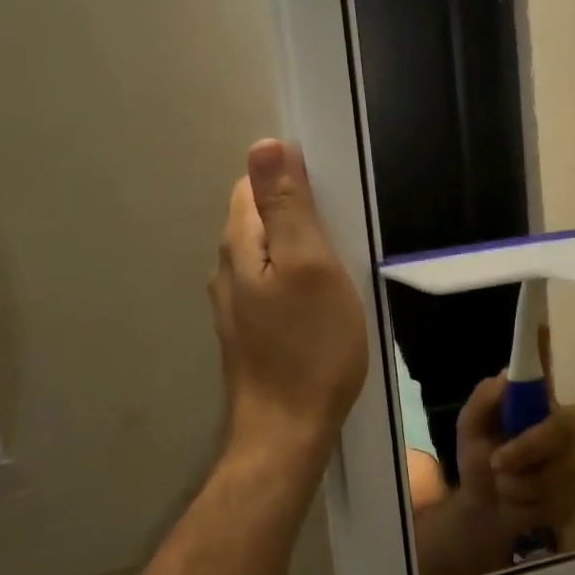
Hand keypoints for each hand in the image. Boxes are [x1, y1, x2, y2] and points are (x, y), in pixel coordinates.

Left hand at [211, 139, 367, 459]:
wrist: (287, 430)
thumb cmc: (310, 346)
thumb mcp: (311, 266)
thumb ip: (288, 206)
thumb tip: (264, 144)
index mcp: (240, 244)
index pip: (254, 185)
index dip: (292, 181)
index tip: (335, 201)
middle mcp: (227, 269)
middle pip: (261, 220)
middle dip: (299, 216)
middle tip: (346, 237)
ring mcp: (236, 305)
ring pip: (269, 256)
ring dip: (301, 251)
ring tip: (341, 268)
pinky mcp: (251, 332)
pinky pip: (274, 288)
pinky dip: (298, 282)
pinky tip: (323, 304)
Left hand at [454, 373, 574, 547]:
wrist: (485, 508)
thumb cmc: (480, 460)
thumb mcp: (470, 428)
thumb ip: (483, 399)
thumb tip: (506, 375)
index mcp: (543, 408)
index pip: (553, 397)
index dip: (538, 409)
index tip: (512, 427)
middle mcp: (567, 431)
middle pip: (561, 434)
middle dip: (524, 451)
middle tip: (495, 464)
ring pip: (555, 475)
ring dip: (517, 486)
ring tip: (504, 486)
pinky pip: (558, 502)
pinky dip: (529, 507)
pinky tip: (522, 503)